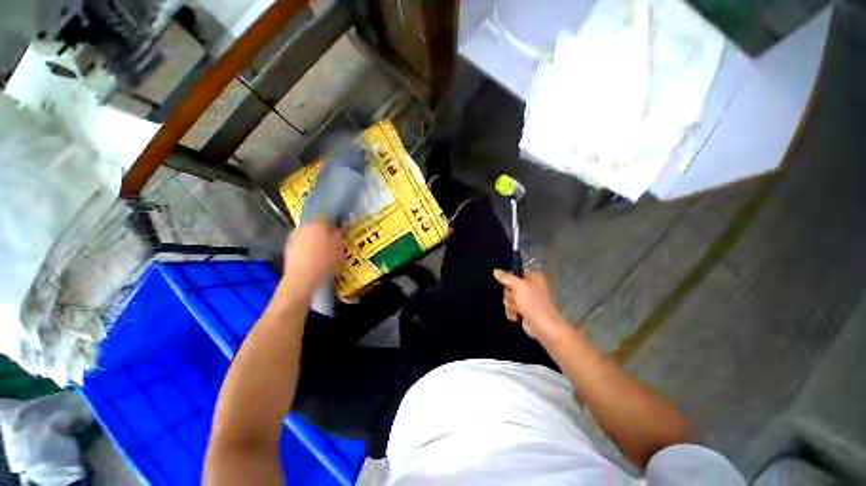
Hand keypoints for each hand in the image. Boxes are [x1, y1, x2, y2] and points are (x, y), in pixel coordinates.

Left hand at [283, 216, 344, 292]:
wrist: (302, 278)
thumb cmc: (326, 261)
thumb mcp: (340, 249)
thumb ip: (339, 237)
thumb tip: (337, 230)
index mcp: (318, 224)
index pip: (325, 217)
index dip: (331, 223)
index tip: (337, 230)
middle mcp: (304, 227)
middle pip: (314, 226)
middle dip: (322, 232)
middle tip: (330, 242)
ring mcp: (294, 238)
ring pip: (307, 235)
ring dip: (313, 240)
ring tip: (321, 251)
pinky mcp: (287, 249)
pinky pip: (300, 245)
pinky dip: (306, 249)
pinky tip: (312, 258)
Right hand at [493, 269, 566, 340]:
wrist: (543, 327)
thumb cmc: (533, 303)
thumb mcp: (518, 286)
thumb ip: (506, 278)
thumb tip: (495, 271)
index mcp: (533, 277)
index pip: (516, 272)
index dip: (509, 278)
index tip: (506, 283)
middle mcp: (530, 287)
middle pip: (510, 286)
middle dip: (509, 294)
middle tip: (514, 299)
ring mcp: (527, 300)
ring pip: (509, 298)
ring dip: (510, 305)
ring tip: (517, 309)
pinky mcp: (523, 311)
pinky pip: (511, 308)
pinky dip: (512, 312)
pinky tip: (515, 316)